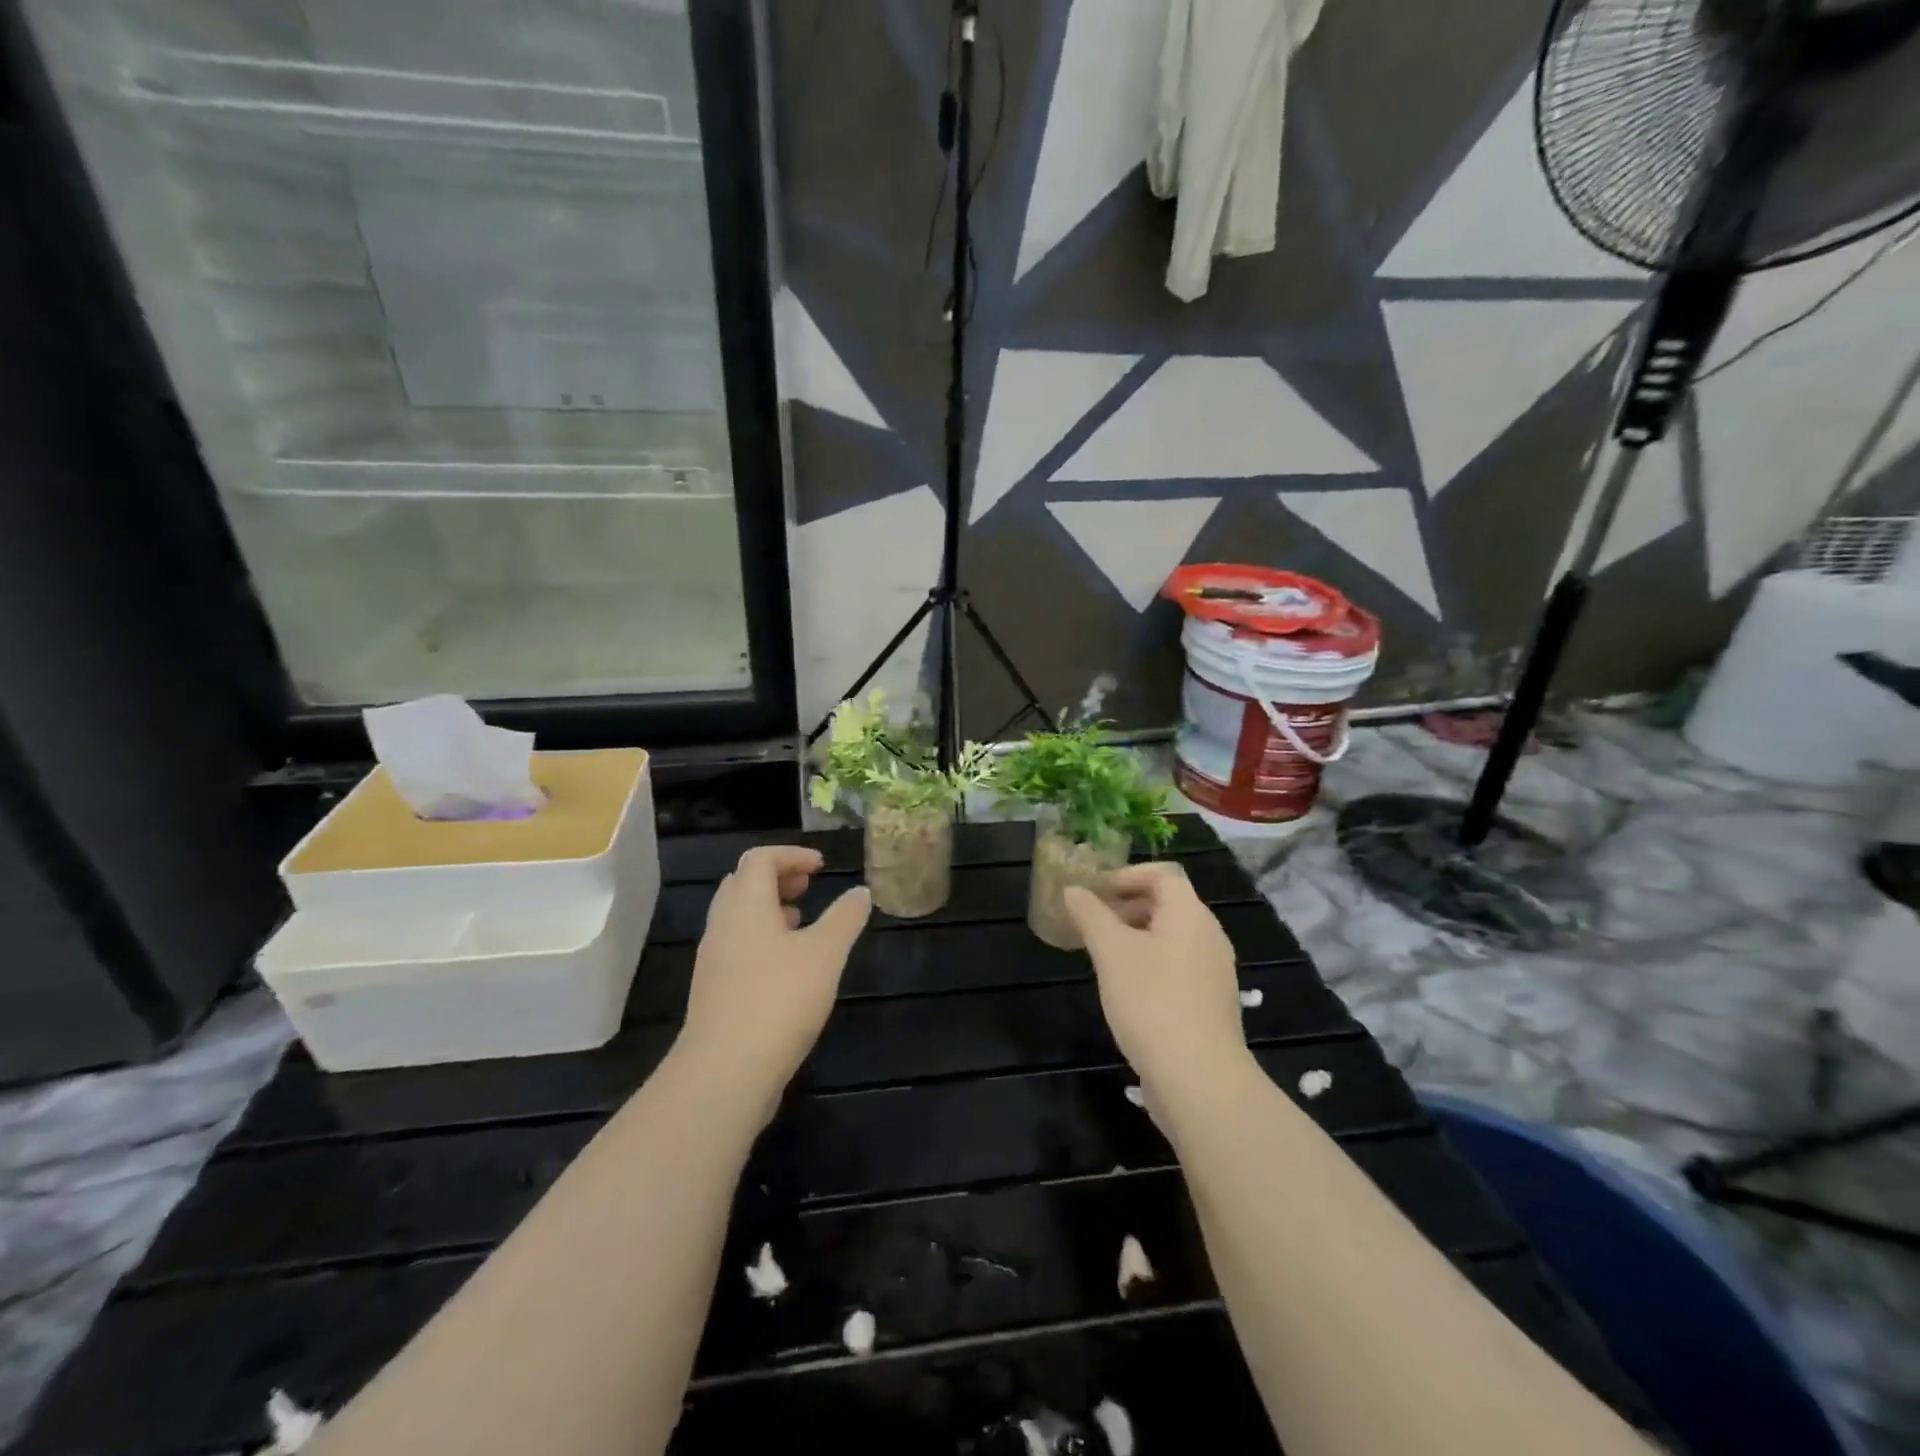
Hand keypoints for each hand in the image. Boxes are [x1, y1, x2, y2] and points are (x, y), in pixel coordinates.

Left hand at [676, 846, 870, 1125]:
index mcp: (746, 905)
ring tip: (802, 923)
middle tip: (809, 888)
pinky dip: (761, 939)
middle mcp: (723, 925)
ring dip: (768, 909)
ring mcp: (713, 960)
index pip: (760, 859)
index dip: (792, 855)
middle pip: (742, 883)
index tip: (822, 867)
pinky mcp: (713, 991)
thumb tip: (861, 892)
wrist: (726, 1072)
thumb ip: (845, 918)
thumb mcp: (826, 953)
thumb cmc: (780, 999)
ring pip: (737, 917)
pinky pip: (736, 947)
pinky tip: (787, 967)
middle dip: (777, 878)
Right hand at [1064, 863, 1246, 1097]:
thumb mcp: (1111, 952)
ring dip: (1137, 936)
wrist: (1199, 1079)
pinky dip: (1151, 963)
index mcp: (1190, 914)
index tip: (1095, 891)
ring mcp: (1214, 972)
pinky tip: (1127, 989)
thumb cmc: (1152, 1001)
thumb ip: (1090, 916)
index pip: (1163, 874)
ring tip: (1104, 956)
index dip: (1126, 875)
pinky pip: (1179, 966)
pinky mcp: (1211, 1003)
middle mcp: (1209, 936)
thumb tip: (1073, 890)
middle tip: (1093, 922)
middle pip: (1168, 904)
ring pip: (1173, 937)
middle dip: (1128, 906)